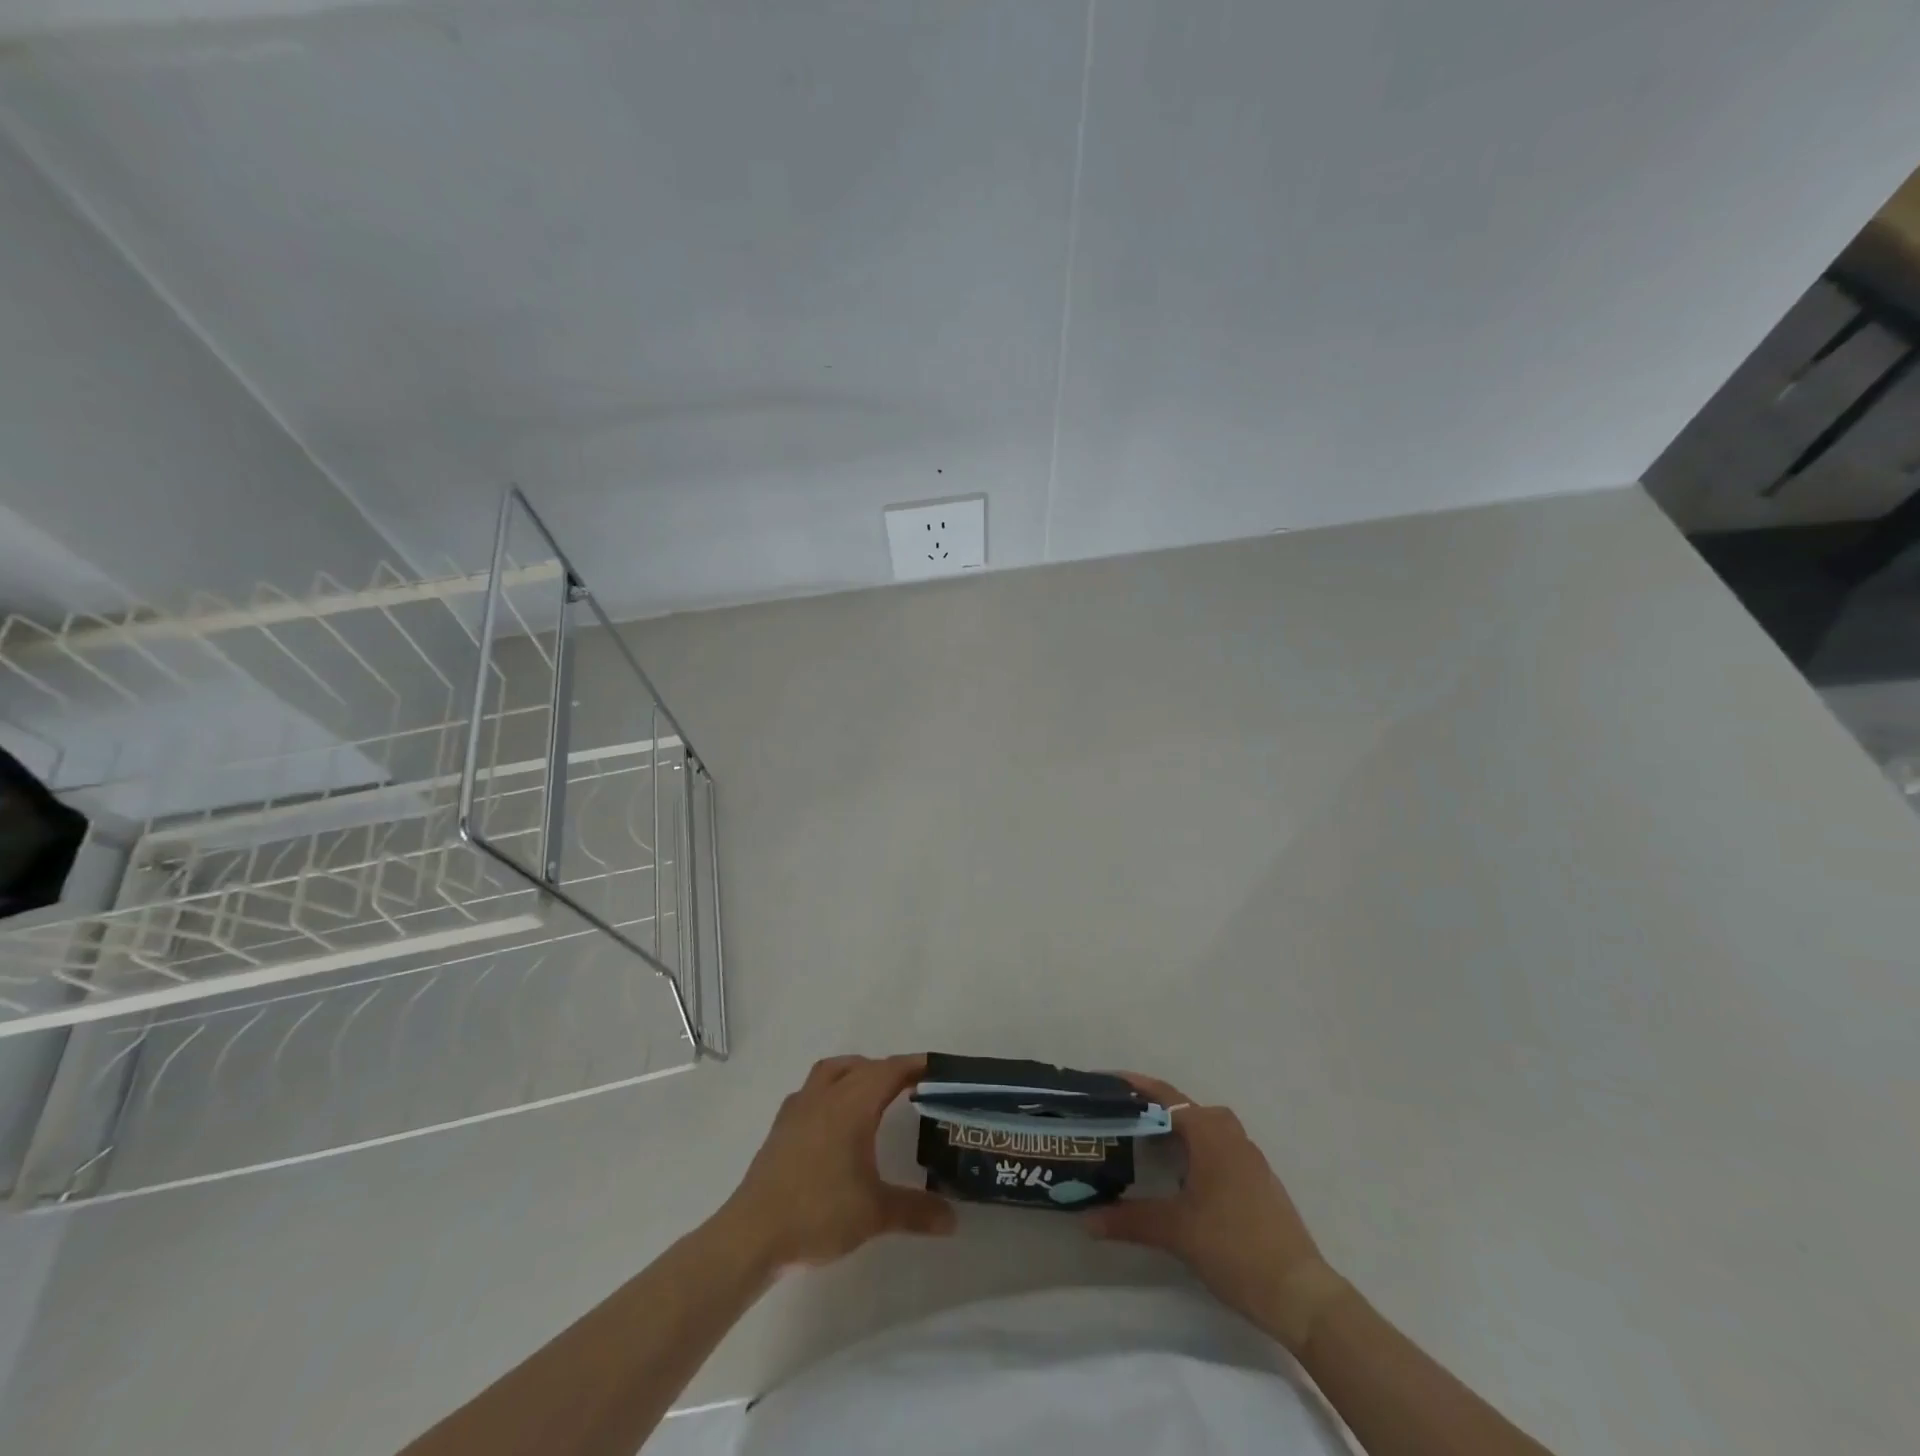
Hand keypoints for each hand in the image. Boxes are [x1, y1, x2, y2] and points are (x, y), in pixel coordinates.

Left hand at [719, 1053, 954, 1271]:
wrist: (754, 1234)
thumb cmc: (819, 1214)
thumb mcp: (875, 1214)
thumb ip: (916, 1211)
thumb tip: (953, 1220)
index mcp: (852, 1105)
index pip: (890, 1071)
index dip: (915, 1066)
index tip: (937, 1067)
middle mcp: (826, 1096)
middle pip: (863, 1066)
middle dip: (889, 1070)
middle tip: (913, 1086)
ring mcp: (799, 1108)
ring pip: (832, 1071)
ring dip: (856, 1071)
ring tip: (873, 1091)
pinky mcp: (781, 1126)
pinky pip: (811, 1090)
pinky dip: (830, 1090)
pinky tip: (834, 1118)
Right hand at [1084, 1073, 1344, 1349]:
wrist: (1300, 1293)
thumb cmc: (1234, 1247)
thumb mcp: (1176, 1232)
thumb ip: (1129, 1220)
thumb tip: (1087, 1219)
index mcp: (1211, 1134)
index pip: (1166, 1097)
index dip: (1136, 1086)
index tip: (1107, 1081)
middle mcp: (1231, 1136)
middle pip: (1186, 1109)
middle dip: (1155, 1110)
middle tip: (1122, 1120)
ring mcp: (1250, 1159)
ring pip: (1206, 1130)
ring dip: (1178, 1132)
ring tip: (1146, 1147)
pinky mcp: (1259, 1182)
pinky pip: (1219, 1150)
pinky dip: (1196, 1152)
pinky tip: (1181, 1179)